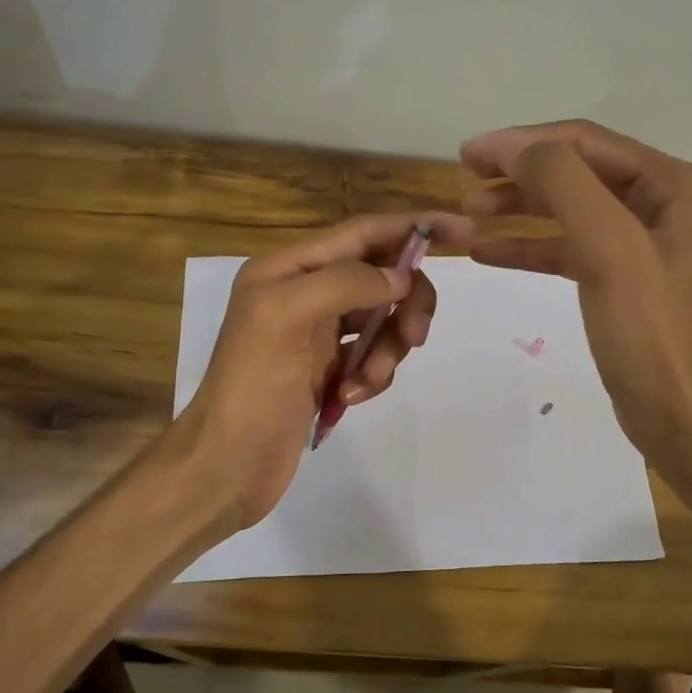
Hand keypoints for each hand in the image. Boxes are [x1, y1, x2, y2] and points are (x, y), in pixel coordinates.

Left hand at [176, 211, 472, 532]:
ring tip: (365, 382)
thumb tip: (400, 277)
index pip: (364, 232)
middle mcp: (305, 292)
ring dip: (388, 349)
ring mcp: (318, 334)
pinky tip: (348, 398)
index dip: (414, 226)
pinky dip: (372, 375)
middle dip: (406, 303)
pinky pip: (372, 357)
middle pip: (382, 277)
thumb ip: (345, 283)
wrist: (226, 466)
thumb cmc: (251, 388)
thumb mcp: (286, 318)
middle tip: (416, 337)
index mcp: (289, 269)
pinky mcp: (328, 370)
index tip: (464, 231)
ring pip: (383, 320)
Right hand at [461, 120, 691, 477]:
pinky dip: (528, 246)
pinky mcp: (621, 279)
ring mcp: (640, 242)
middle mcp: (661, 203)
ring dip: (518, 208)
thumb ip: (563, 184)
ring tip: (469, 215)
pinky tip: (488, 252)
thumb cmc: (649, 330)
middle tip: (464, 183)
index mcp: (671, 184)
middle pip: (575, 171)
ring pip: (567, 209)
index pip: (584, 142)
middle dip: (518, 174)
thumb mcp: (608, 248)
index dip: (522, 142)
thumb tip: (515, 150)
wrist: (680, 413)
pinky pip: (568, 248)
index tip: (468, 154)